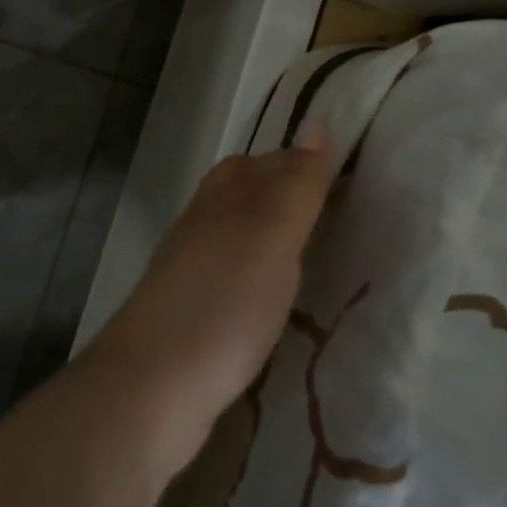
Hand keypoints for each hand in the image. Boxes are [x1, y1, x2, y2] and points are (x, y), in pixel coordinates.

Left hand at [87, 127, 334, 447]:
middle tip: (341, 214)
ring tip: (318, 253)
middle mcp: (205, 222)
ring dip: (275, 235)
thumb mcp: (270, 233)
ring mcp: (195, 267)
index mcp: (223, 195)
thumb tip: (317, 121)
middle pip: (250, 192)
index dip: (307, 164)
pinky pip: (236, 273)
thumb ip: (296, 183)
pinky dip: (262, 273)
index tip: (352, 179)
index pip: (270, 161)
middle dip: (290, 194)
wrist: (154, 386)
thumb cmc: (223, 301)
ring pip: (241, 234)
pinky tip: (279, 296)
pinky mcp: (195, 309)